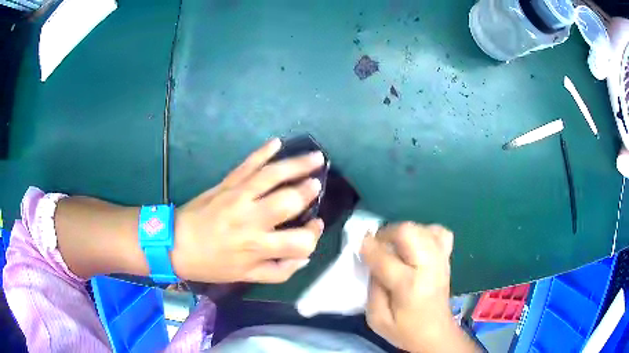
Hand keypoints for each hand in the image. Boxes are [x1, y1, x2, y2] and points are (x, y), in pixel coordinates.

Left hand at [171, 138, 324, 282]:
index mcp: (257, 247)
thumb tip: (304, 257)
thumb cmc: (211, 263)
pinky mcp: (226, 183)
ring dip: (297, 164)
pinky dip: (262, 151)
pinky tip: (277, 142)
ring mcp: (238, 196)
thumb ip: (279, 271)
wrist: (175, 244)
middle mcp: (251, 219)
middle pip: (290, 201)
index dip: (313, 235)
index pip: (300, 242)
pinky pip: (247, 164)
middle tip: (318, 184)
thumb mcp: (246, 277)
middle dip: (309, 191)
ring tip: (316, 157)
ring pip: (273, 176)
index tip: (315, 225)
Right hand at [361, 222, 477, 352]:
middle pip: (409, 233)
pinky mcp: (447, 259)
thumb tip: (371, 263)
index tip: (359, 244)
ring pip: (424, 229)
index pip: (385, 258)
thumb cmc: (405, 330)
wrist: (436, 334)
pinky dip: (425, 233)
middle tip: (377, 244)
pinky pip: (440, 233)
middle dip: (388, 233)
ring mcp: (441, 261)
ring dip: (405, 232)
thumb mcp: (377, 319)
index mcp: (409, 287)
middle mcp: (428, 268)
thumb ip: (371, 289)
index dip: (369, 248)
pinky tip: (416, 245)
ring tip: (395, 245)